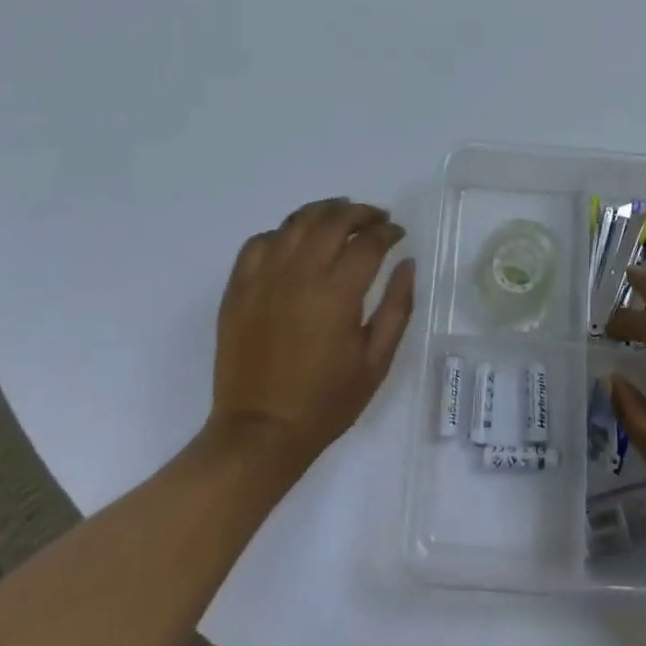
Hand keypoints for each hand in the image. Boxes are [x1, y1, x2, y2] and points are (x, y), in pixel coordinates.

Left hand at [208, 198, 414, 472]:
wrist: (259, 433)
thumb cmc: (325, 402)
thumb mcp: (376, 362)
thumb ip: (398, 307)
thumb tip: (407, 263)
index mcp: (337, 293)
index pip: (368, 242)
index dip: (387, 232)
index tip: (397, 234)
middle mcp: (299, 274)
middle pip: (332, 220)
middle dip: (360, 212)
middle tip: (375, 219)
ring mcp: (264, 278)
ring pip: (296, 222)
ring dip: (323, 212)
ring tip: (339, 217)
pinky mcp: (238, 288)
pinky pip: (259, 242)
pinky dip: (282, 234)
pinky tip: (295, 243)